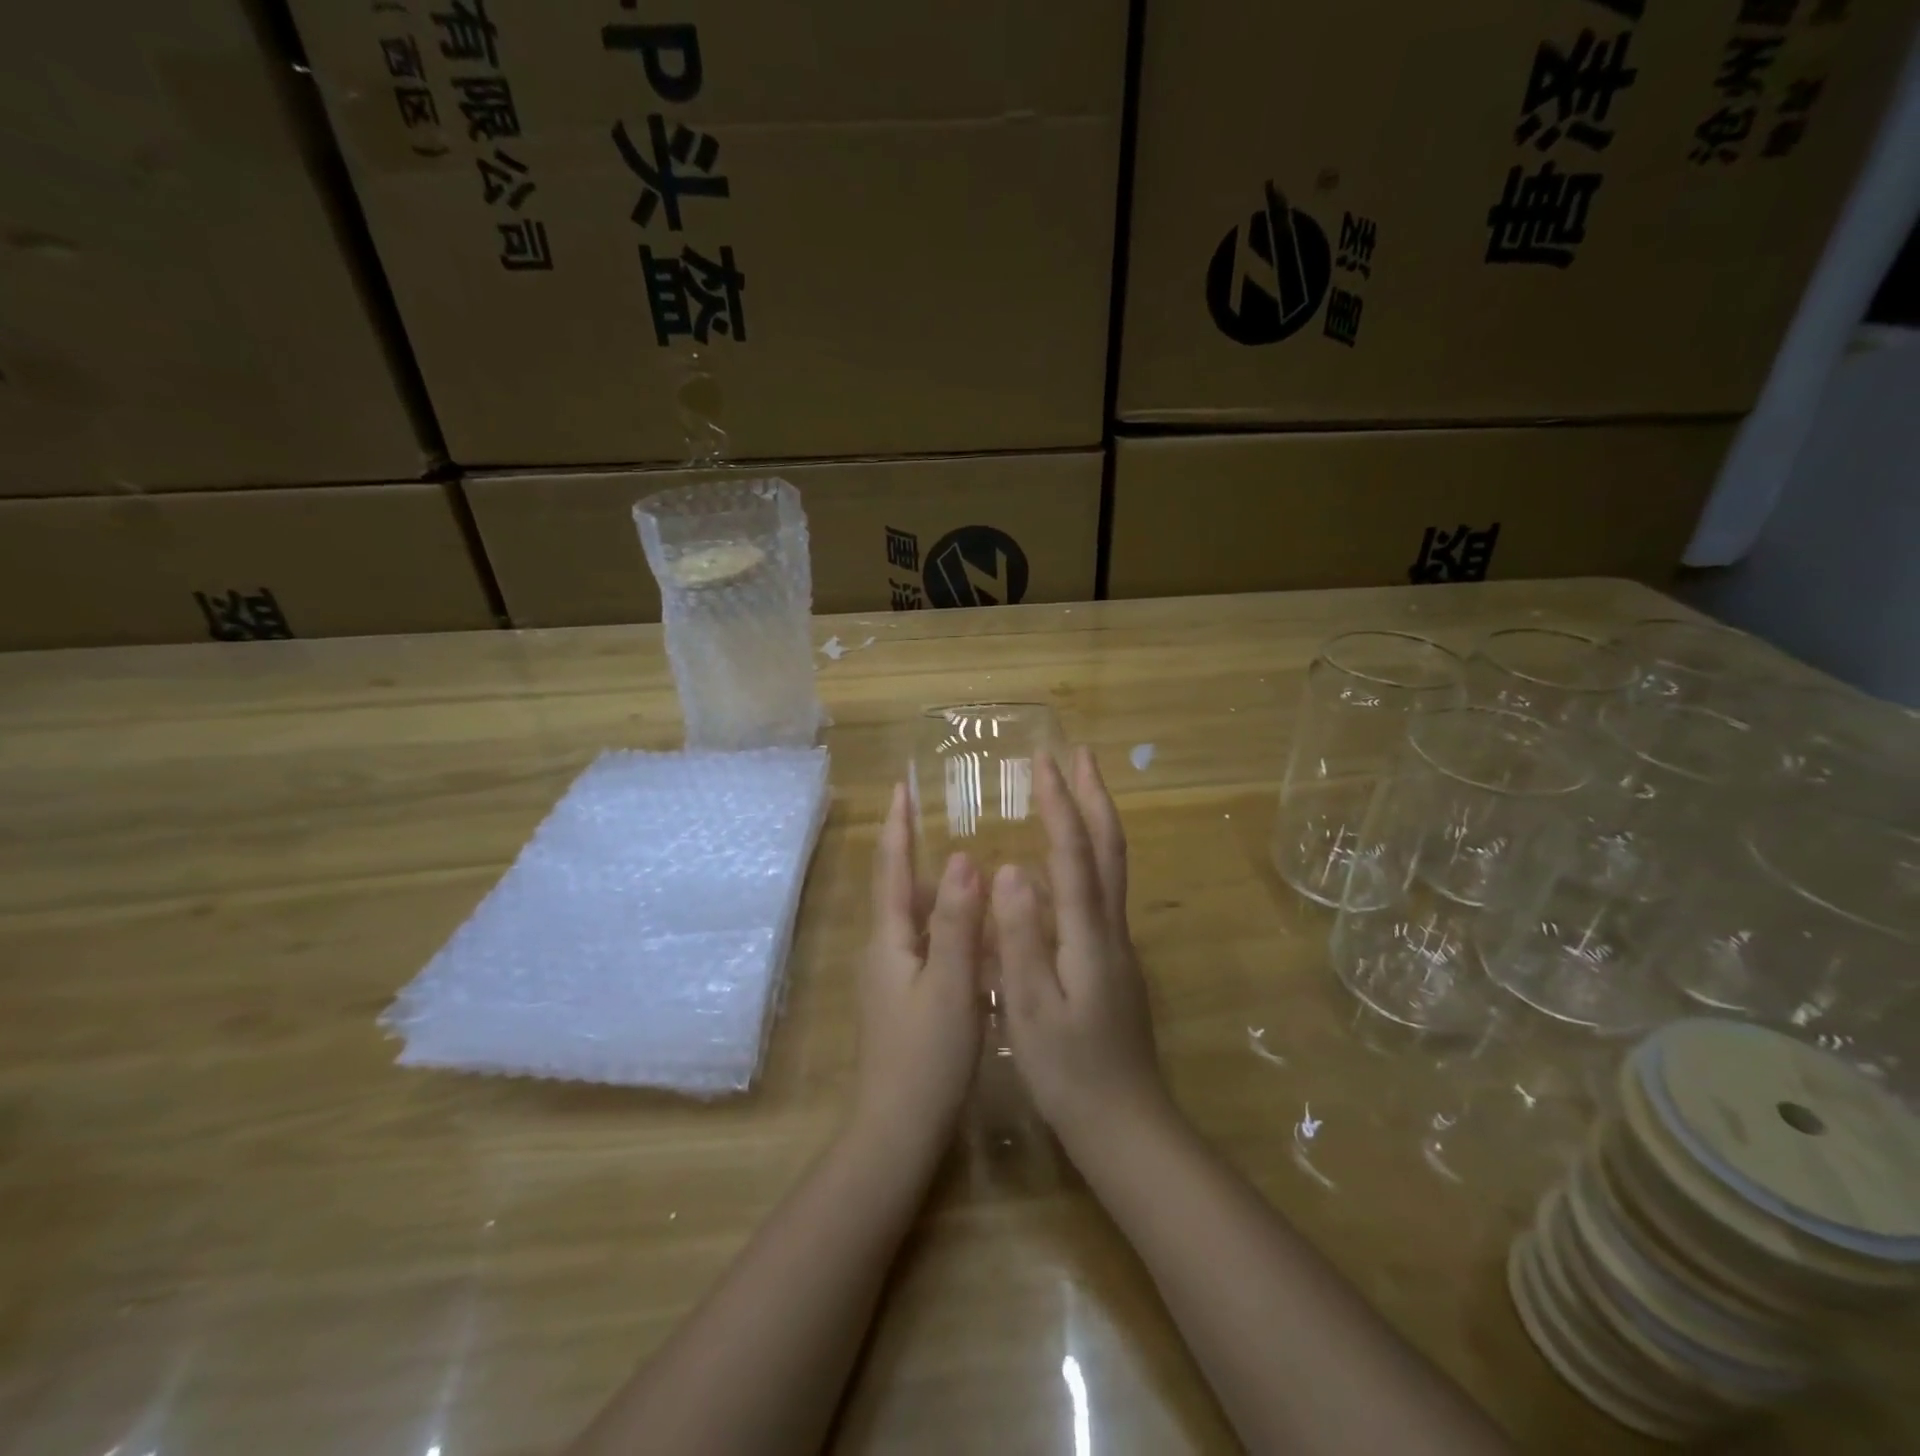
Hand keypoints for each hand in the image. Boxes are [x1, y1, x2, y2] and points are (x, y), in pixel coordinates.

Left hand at [854, 783, 985, 1157]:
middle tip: (944, 819)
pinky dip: (946, 926)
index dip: (897, 826)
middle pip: (899, 889)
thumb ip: (955, 922)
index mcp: (889, 941)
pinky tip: (975, 933)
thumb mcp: (950, 986)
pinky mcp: (906, 1001)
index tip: (901, 787)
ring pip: (914, 919)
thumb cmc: (926, 1058)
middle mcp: (884, 952)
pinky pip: (926, 946)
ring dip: (934, 889)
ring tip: (968, 867)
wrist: (898, 1132)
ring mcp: (892, 979)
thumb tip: (961, 857)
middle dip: (915, 850)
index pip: (890, 868)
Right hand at [992, 746, 1166, 1151]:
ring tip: (1074, 791)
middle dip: (1093, 795)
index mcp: (1089, 935)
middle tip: (1078, 754)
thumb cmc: (1070, 1072)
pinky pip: (1102, 890)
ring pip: (1111, 866)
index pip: (1075, 852)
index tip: (1042, 760)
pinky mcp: (1113, 962)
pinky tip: (1067, 863)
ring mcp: (1117, 945)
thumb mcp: (1030, 1009)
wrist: (1127, 1126)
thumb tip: (1009, 868)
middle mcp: (1111, 929)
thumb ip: (1019, 938)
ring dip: (1095, 820)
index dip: (1059, 803)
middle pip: (1109, 848)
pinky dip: (1089, 855)